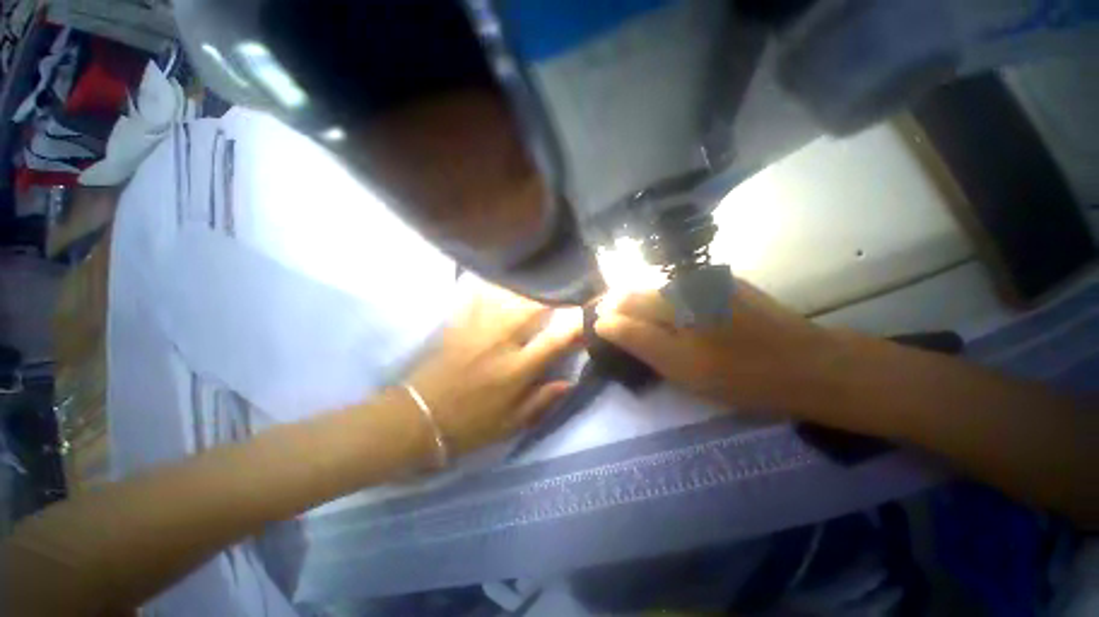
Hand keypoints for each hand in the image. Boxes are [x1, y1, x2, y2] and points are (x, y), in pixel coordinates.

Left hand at [405, 283, 583, 454]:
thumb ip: (542, 400)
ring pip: (509, 296)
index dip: (577, 325)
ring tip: (543, 284)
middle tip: (567, 291)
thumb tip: (570, 381)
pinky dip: (497, 286)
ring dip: (530, 288)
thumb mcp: (511, 424)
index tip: (590, 316)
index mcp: (516, 370)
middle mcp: (500, 343)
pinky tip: (506, 280)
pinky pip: (481, 295)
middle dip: (555, 296)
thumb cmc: (469, 425)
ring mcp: (478, 329)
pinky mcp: (460, 323)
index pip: (555, 340)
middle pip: (533, 307)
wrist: (418, 417)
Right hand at [594, 280, 840, 413]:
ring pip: (654, 289)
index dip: (607, 318)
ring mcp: (702, 278)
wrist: (806, 364)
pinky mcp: (718, 280)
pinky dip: (666, 304)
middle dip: (622, 312)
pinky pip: (676, 288)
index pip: (621, 303)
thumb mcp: (681, 368)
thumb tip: (603, 322)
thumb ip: (637, 339)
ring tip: (649, 332)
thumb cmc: (740, 375)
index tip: (604, 335)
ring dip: (643, 308)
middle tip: (625, 337)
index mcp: (672, 302)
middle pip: (635, 291)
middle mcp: (683, 282)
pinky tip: (677, 321)